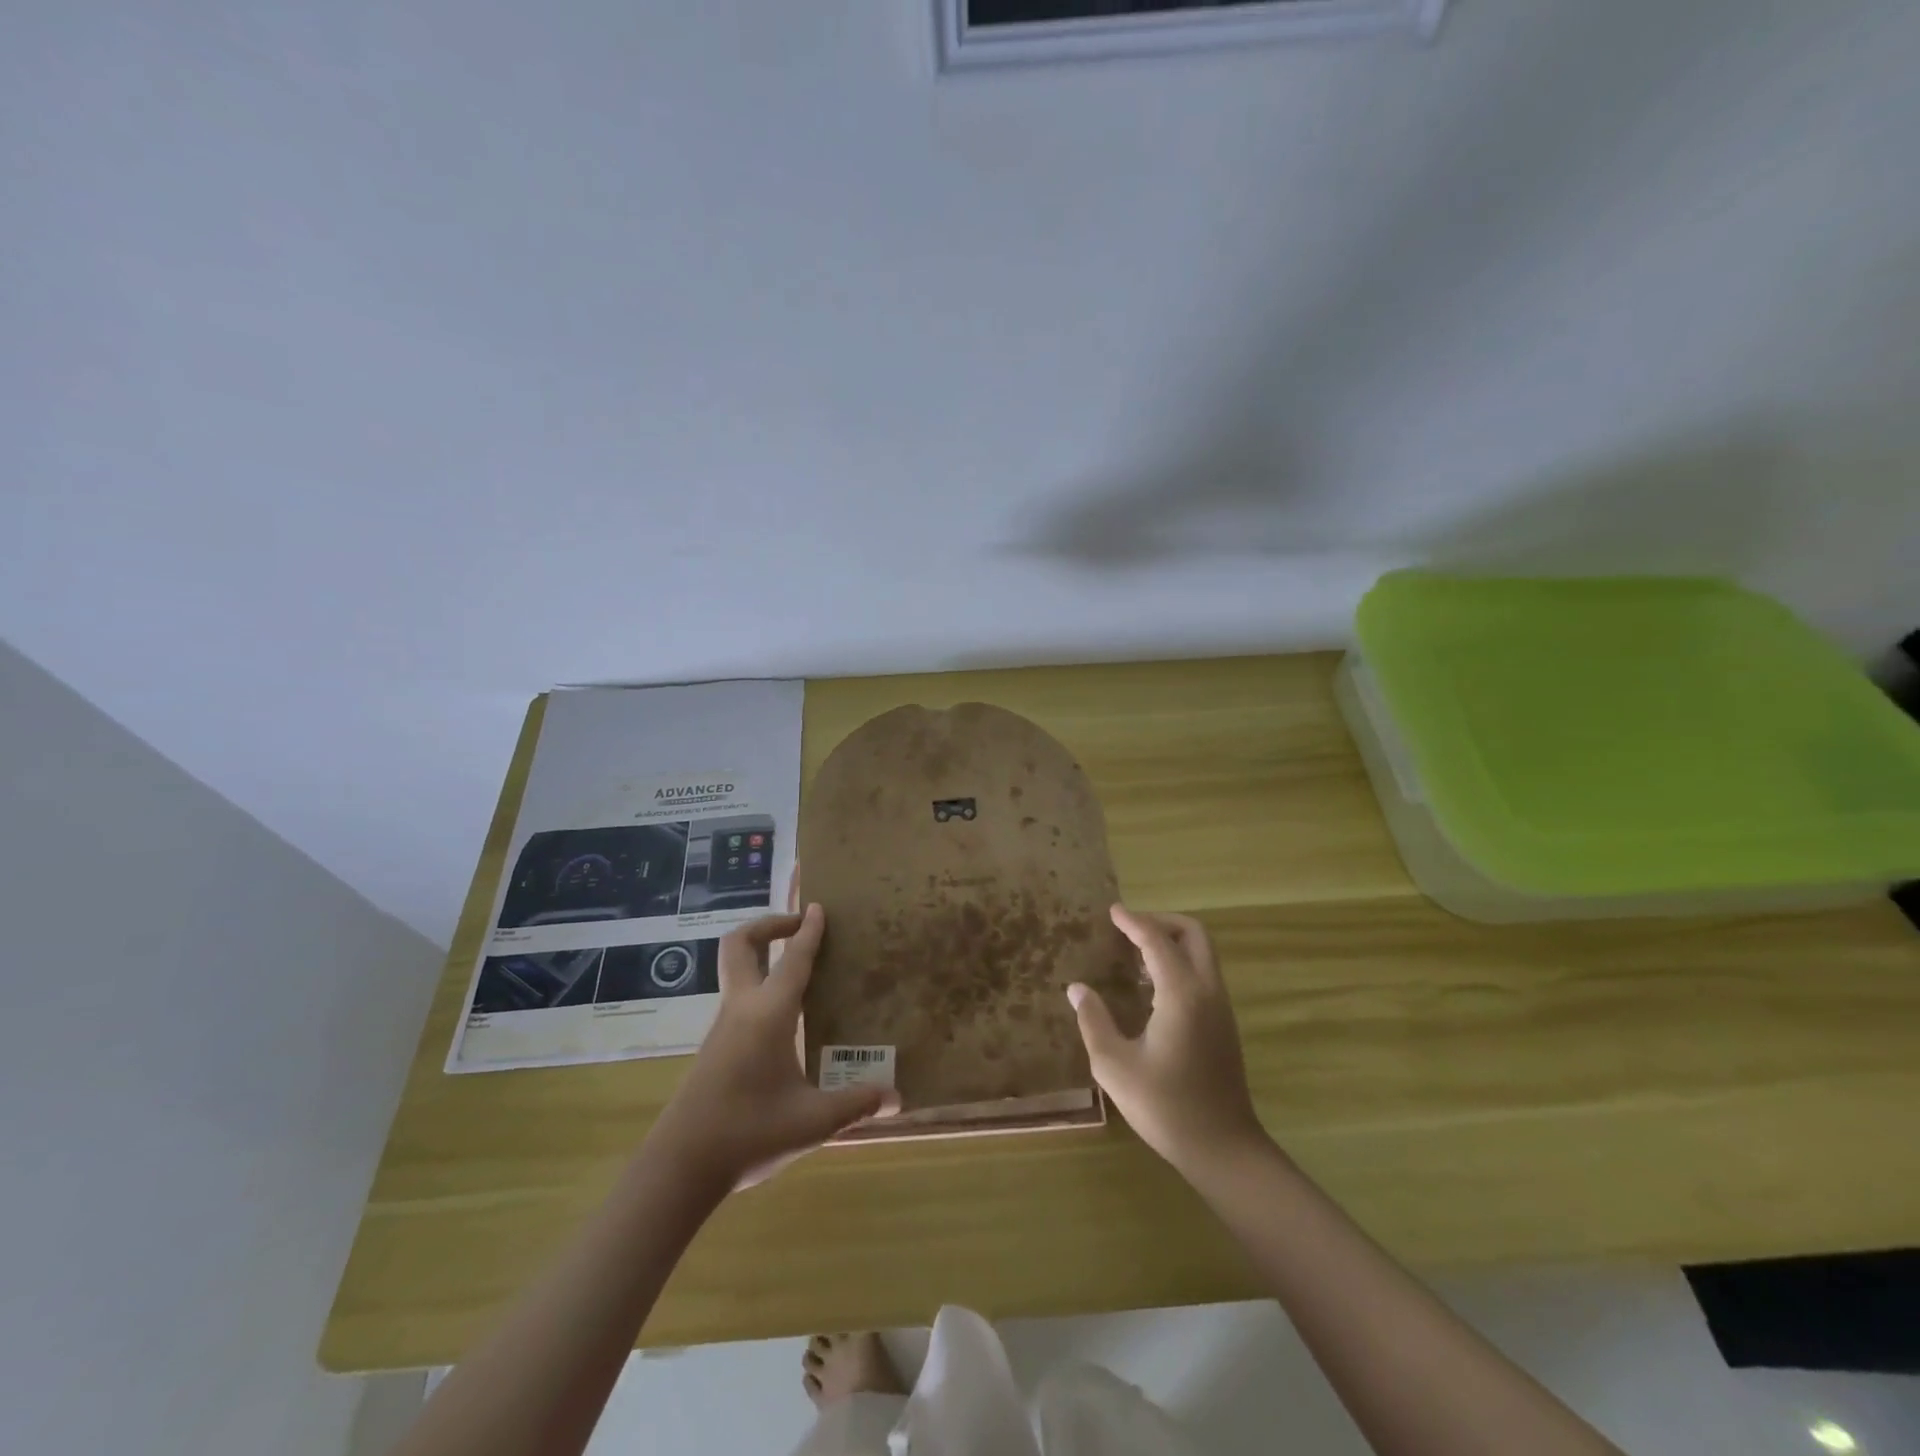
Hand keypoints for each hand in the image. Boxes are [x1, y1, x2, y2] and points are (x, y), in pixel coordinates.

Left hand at [647, 905, 897, 1191]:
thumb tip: (896, 1098)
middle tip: (796, 925)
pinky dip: (758, 987)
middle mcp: (742, 1009)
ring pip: (736, 971)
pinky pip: (737, 999)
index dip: (808, 931)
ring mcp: (722, 1028)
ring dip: (761, 956)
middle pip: (740, 945)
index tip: (817, 907)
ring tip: (796, 968)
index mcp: (769, 1014)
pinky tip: (782, 1019)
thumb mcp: (812, 1121)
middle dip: (768, 925)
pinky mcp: (713, 1049)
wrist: (679, 1168)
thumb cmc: (748, 1133)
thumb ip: (855, 1104)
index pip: (793, 959)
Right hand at [1068, 906, 1267, 1179]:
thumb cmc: (1165, 1107)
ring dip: (1171, 942)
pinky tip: (1151, 987)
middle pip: (1193, 934)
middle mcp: (1207, 991)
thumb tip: (1077, 989)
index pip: (1156, 941)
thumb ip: (1094, 1021)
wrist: (1223, 1148)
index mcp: (1181, 994)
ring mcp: (1220, 1007)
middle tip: (1129, 928)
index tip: (1112, 912)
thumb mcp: (1114, 1066)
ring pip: (1202, 953)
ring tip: (1134, 954)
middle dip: (1161, 922)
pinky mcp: (1224, 1024)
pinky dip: (1179, 963)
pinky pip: (1203, 973)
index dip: (1133, 922)